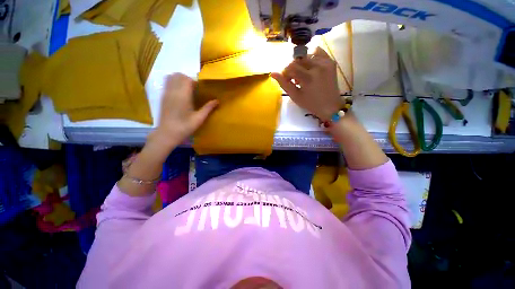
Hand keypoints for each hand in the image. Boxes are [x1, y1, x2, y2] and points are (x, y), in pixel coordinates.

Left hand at [147, 73, 217, 158]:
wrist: (167, 134)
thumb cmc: (185, 127)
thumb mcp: (199, 119)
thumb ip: (208, 108)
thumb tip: (217, 101)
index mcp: (183, 96)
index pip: (187, 80)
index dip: (195, 82)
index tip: (200, 89)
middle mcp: (173, 91)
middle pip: (179, 75)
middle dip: (188, 79)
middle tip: (195, 89)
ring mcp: (166, 93)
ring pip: (171, 77)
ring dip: (180, 79)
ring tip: (187, 89)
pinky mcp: (162, 96)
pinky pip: (167, 82)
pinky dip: (174, 82)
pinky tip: (180, 93)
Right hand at [271, 47, 340, 120]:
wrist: (330, 106)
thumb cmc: (310, 104)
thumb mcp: (295, 96)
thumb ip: (284, 84)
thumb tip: (273, 73)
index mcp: (308, 78)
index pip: (290, 67)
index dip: (285, 73)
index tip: (287, 80)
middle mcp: (317, 66)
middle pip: (297, 59)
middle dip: (292, 68)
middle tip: (294, 78)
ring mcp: (326, 62)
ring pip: (306, 55)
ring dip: (301, 63)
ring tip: (303, 74)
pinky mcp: (331, 61)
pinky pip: (318, 51)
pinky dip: (311, 57)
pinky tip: (310, 66)